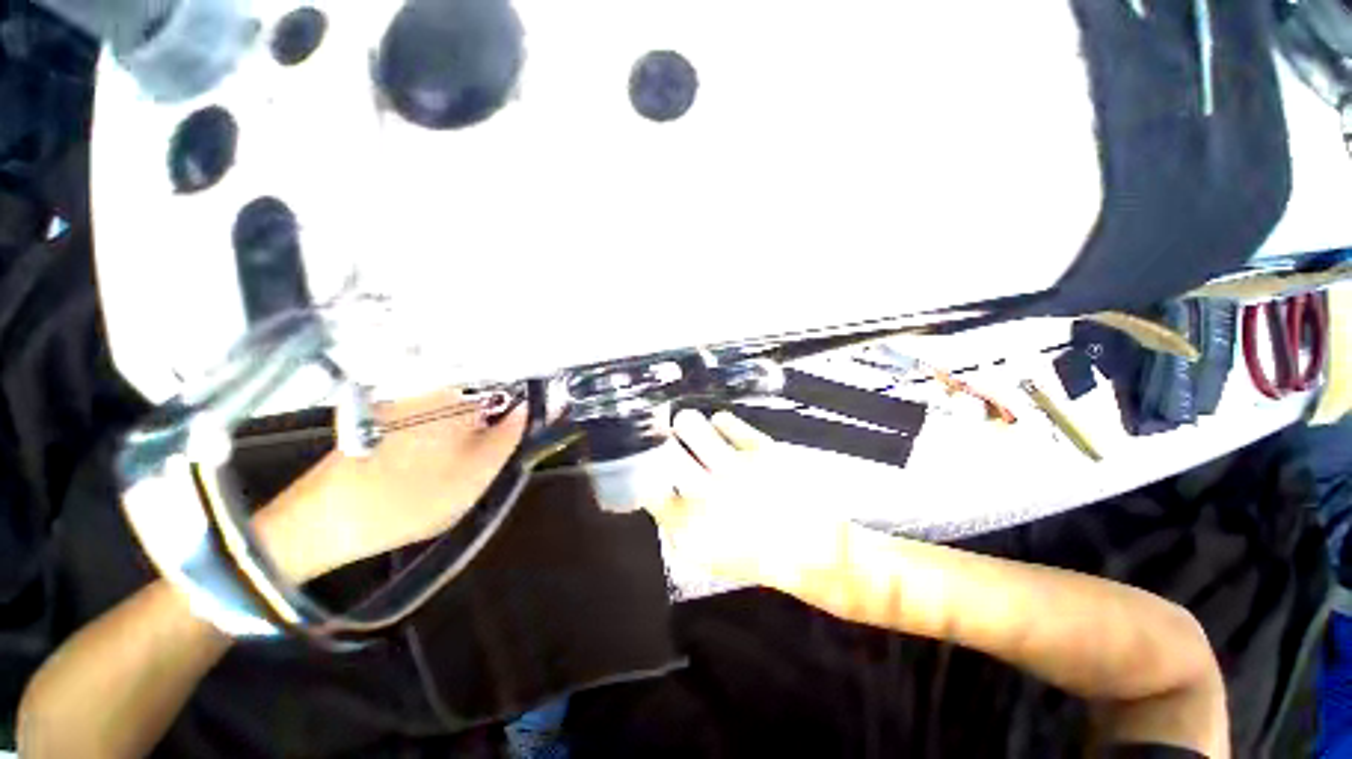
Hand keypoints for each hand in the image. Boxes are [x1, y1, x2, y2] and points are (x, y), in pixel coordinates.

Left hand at [255, 388, 526, 581]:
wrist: (324, 522)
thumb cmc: (411, 498)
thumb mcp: (479, 473)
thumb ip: (510, 437)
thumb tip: (529, 407)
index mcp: (459, 396)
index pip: (509, 391)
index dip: (520, 413)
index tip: (517, 440)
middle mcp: (431, 388)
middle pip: (483, 399)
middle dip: (491, 426)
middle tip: (484, 463)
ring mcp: (404, 400)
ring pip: (457, 412)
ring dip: (465, 436)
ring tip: (454, 471)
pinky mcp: (385, 417)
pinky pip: (430, 421)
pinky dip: (439, 440)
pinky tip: (427, 469)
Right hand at [651, 410, 849, 593]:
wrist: (816, 553)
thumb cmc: (756, 556)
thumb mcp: (707, 555)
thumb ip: (677, 526)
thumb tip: (659, 491)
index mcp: (691, 525)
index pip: (650, 488)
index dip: (646, 473)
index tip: (650, 465)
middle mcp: (708, 493)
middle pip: (666, 450)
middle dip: (663, 444)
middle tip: (668, 441)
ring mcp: (736, 467)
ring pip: (692, 426)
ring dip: (686, 424)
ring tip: (688, 424)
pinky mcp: (761, 449)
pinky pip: (727, 420)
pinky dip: (721, 421)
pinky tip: (721, 426)